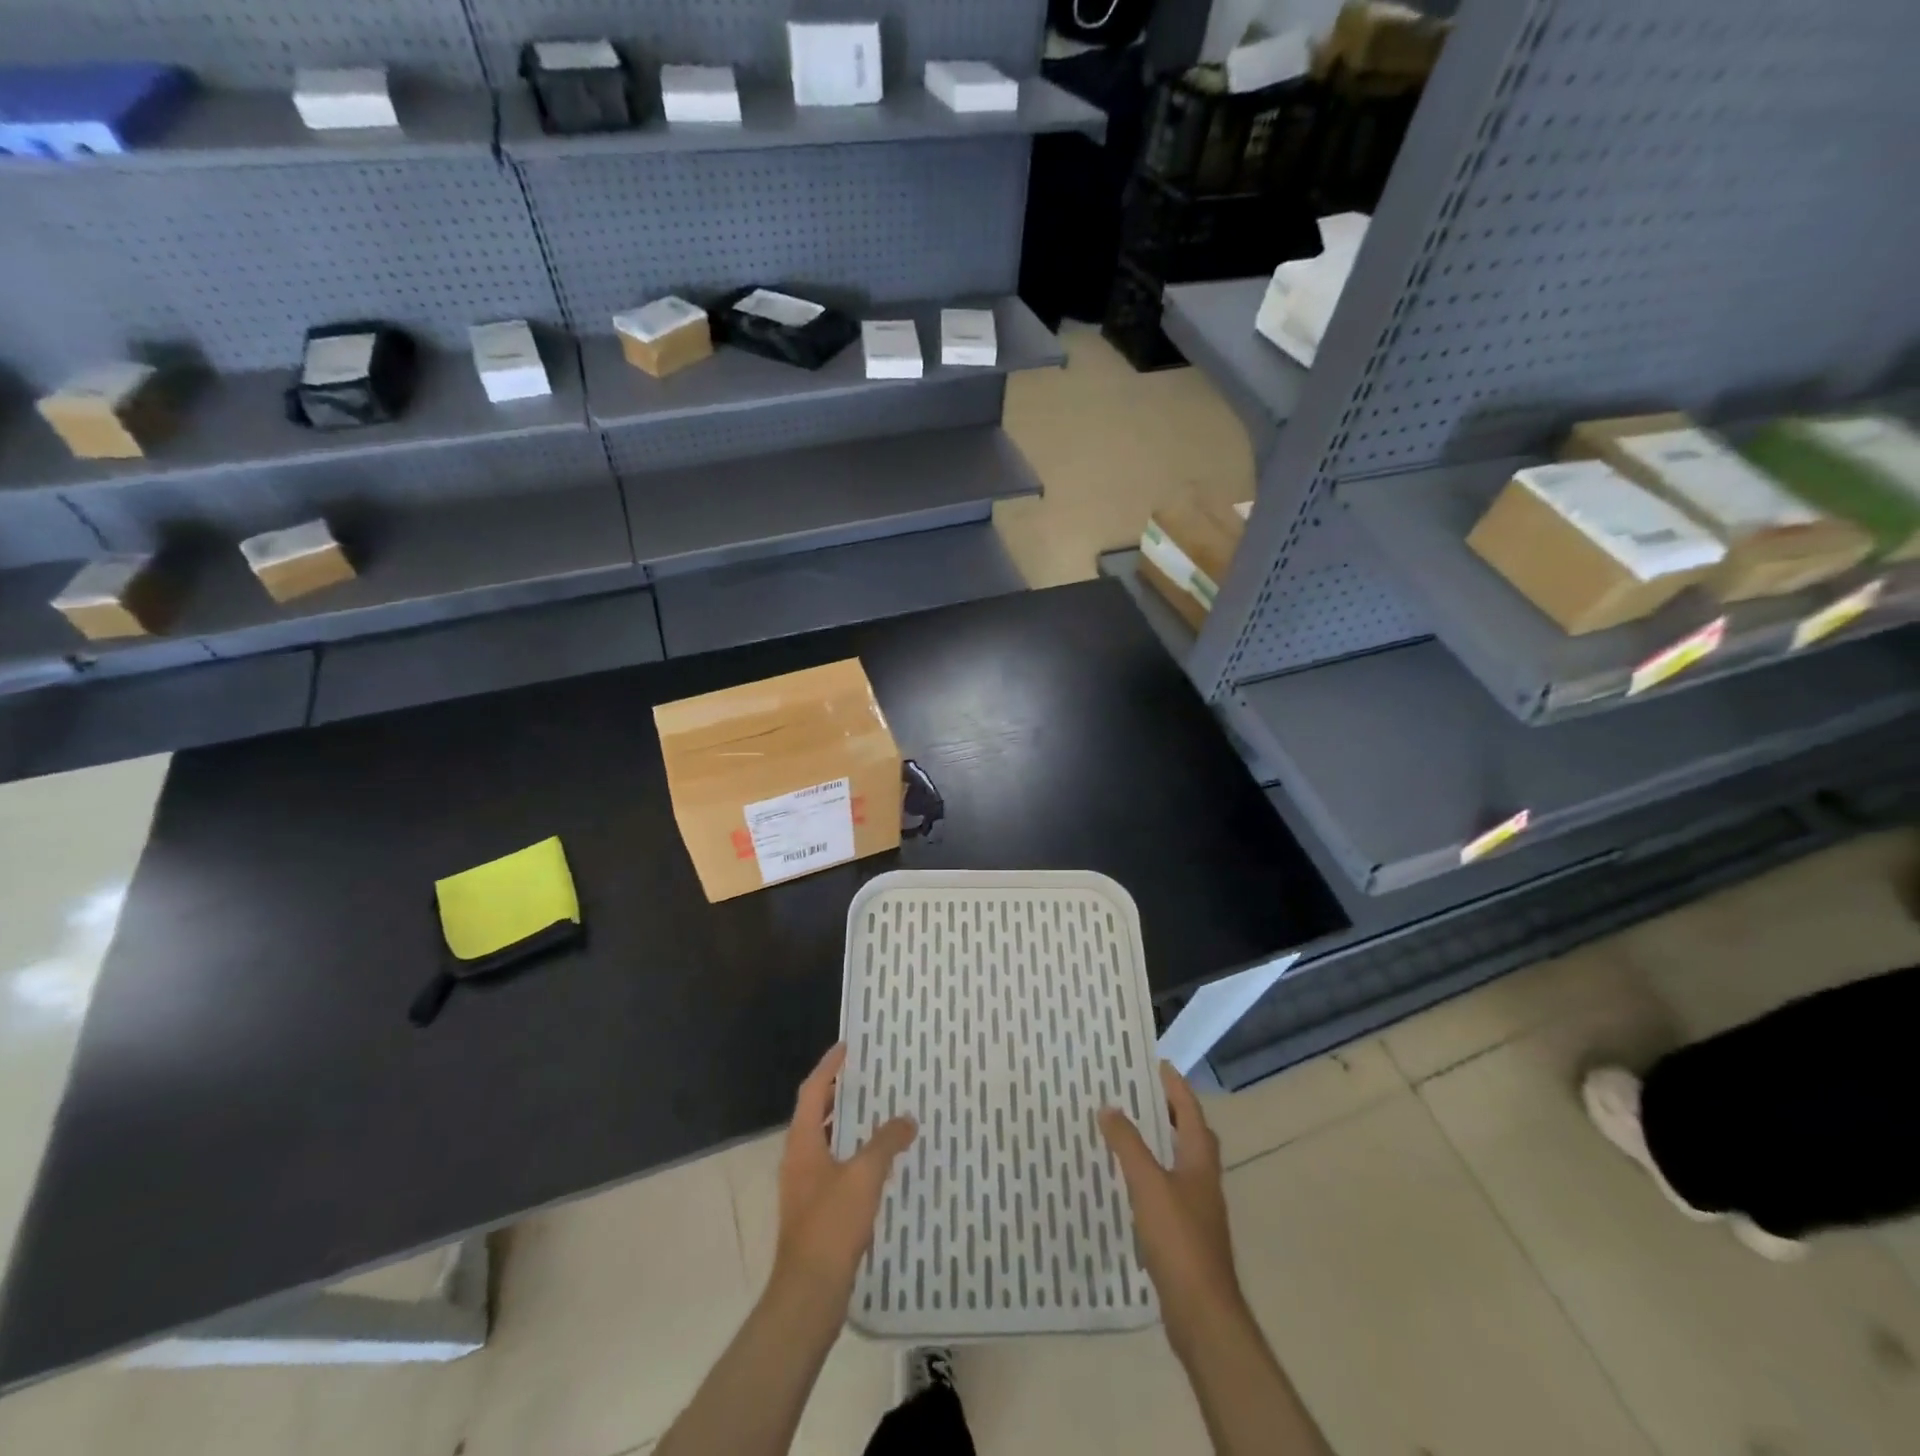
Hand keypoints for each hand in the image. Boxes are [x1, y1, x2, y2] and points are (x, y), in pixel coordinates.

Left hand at [772, 1044, 915, 1308]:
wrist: (808, 1294)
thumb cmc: (831, 1225)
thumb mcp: (864, 1176)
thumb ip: (886, 1143)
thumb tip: (906, 1119)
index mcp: (803, 1142)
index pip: (813, 1091)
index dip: (829, 1067)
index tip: (847, 1046)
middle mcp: (798, 1159)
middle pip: (816, 1114)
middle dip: (840, 1093)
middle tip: (868, 1075)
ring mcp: (804, 1186)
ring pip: (826, 1142)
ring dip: (848, 1124)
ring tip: (879, 1112)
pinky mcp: (815, 1211)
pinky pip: (835, 1167)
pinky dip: (853, 1154)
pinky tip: (879, 1162)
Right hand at [1100, 1062, 1246, 1349]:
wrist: (1202, 1314)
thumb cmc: (1179, 1239)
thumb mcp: (1148, 1184)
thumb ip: (1128, 1144)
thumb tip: (1110, 1106)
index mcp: (1199, 1160)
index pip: (1190, 1111)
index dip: (1175, 1087)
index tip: (1157, 1064)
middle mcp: (1203, 1179)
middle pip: (1190, 1135)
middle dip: (1170, 1111)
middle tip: (1141, 1093)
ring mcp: (1197, 1209)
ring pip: (1180, 1162)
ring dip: (1160, 1143)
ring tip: (1129, 1131)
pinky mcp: (1186, 1235)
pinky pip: (1169, 1189)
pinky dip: (1152, 1175)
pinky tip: (1129, 1183)